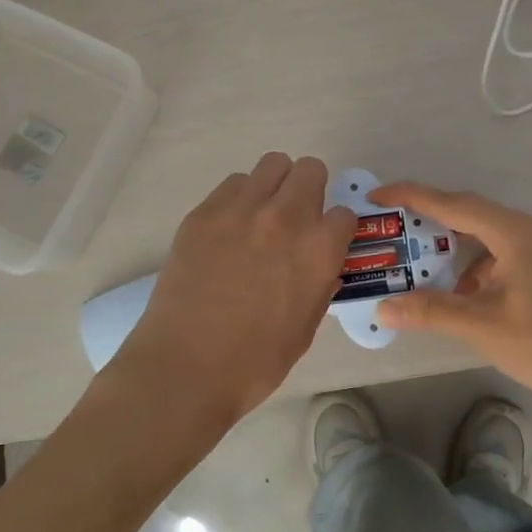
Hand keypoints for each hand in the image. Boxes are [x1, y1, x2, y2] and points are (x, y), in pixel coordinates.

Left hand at [112, 154, 357, 428]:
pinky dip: (240, 198)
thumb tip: (321, 265)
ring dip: (276, 185)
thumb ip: (319, 285)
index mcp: (318, 250)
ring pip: (272, 164)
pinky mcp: (204, 212)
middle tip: (297, 218)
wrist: (185, 367)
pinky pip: (233, 183)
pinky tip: (230, 228)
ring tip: (262, 215)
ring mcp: (241, 210)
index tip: (326, 242)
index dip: (337, 229)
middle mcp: (285, 217)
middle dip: (311, 191)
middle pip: (310, 170)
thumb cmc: (255, 362)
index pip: (345, 213)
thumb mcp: (306, 327)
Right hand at [367, 182, 531, 408]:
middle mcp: (523, 230)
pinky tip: (451, 287)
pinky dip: (466, 262)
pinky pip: (492, 251)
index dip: (412, 197)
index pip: (453, 203)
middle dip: (425, 216)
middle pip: (465, 211)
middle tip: (387, 223)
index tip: (376, 196)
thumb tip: (382, 308)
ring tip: (410, 253)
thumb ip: (429, 311)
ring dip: (446, 241)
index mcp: (512, 233)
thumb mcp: (480, 325)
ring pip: (479, 232)